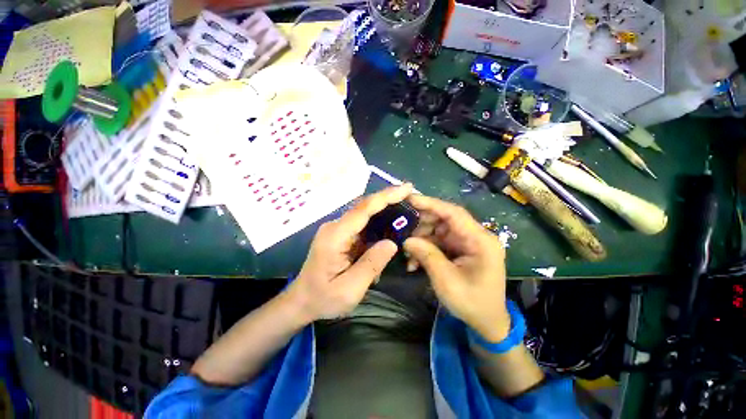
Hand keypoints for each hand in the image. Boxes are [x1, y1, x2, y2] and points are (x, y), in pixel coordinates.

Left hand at [287, 183, 413, 321]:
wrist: (302, 301)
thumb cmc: (323, 298)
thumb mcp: (350, 289)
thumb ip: (372, 264)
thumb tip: (392, 243)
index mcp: (335, 236)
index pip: (363, 210)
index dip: (386, 197)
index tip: (406, 188)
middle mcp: (335, 226)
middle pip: (364, 207)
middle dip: (388, 199)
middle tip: (411, 196)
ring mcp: (336, 229)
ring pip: (364, 214)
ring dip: (384, 210)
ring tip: (405, 210)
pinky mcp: (340, 234)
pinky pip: (362, 224)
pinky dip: (377, 222)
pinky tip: (389, 226)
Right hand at [403, 195, 509, 341]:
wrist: (487, 323)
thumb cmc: (472, 303)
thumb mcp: (446, 281)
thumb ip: (427, 255)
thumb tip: (407, 240)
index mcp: (480, 240)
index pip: (454, 213)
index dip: (431, 203)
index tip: (410, 199)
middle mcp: (475, 237)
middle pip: (444, 219)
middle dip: (421, 224)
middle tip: (402, 230)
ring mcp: (467, 243)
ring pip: (438, 230)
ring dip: (420, 239)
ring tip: (407, 252)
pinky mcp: (460, 250)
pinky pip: (438, 242)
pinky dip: (425, 249)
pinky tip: (414, 262)